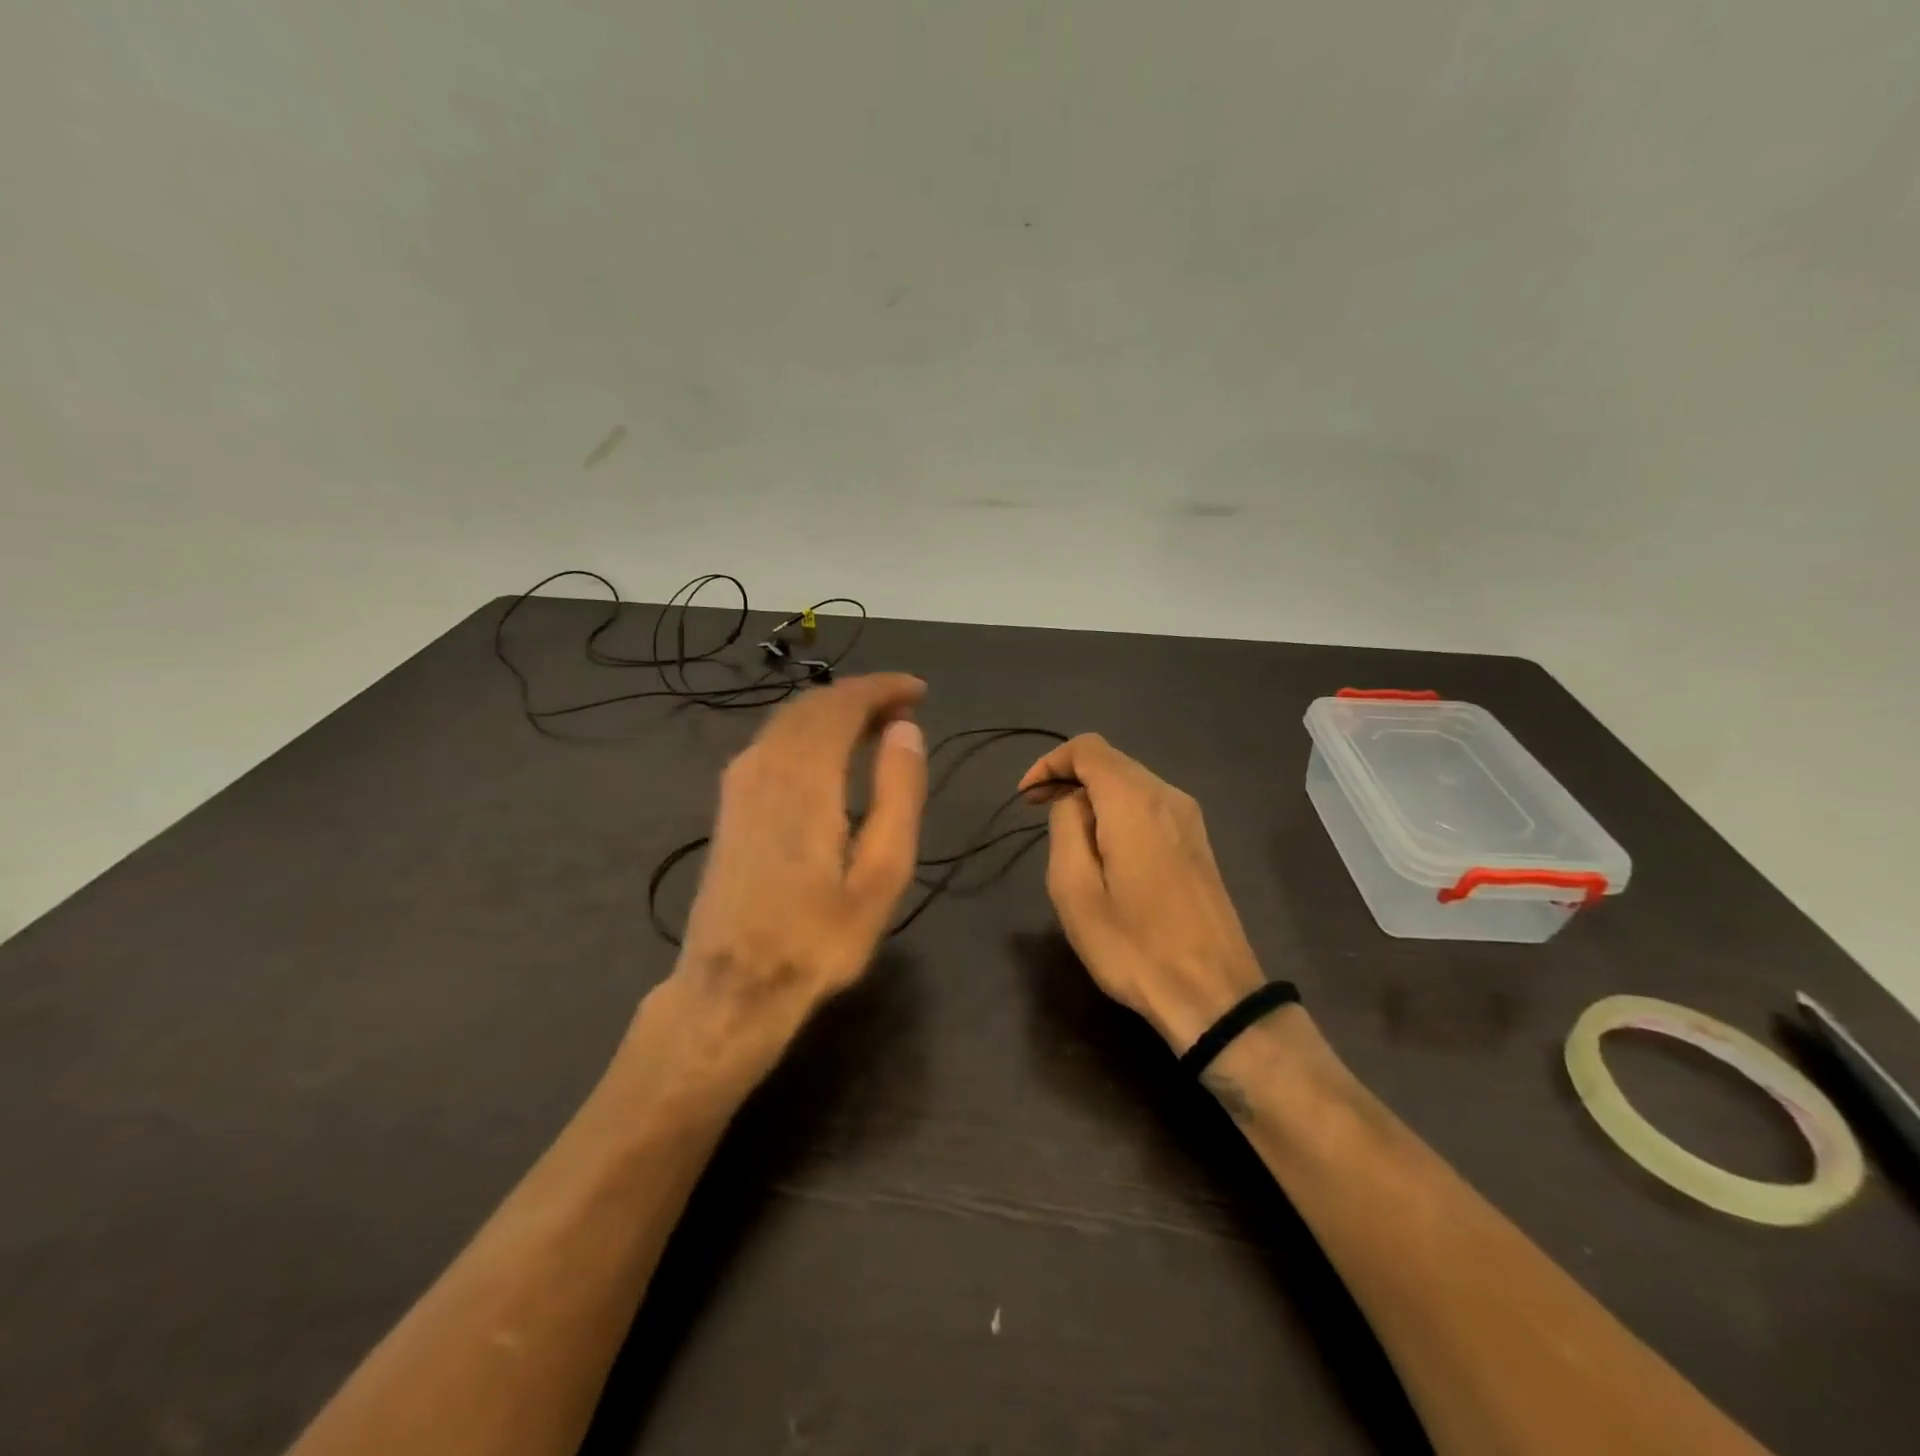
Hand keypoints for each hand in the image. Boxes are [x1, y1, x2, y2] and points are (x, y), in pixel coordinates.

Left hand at [635, 674, 927, 1095]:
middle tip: (904, 708)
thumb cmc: (818, 939)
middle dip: (861, 696)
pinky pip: (773, 742)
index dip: (882, 688)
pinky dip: (809, 731)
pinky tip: (831, 755)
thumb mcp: (881, 874)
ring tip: (877, 726)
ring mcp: (739, 784)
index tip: (919, 691)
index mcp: (804, 779)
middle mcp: (764, 766)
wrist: (732, 988)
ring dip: (834, 712)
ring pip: (789, 721)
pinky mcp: (730, 804)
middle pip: (813, 706)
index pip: (842, 704)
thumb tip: (905, 729)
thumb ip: (898, 794)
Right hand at [1020, 735, 1264, 1053]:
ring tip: (1066, 833)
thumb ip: (1066, 827)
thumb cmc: (1133, 946)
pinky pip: (1149, 805)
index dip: (1050, 762)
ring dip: (1093, 795)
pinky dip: (1118, 810)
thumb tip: (1073, 802)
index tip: (1026, 797)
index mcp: (1135, 802)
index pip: (1087, 748)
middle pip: (1111, 761)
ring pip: (1131, 782)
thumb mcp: (1075, 890)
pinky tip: (1105, 847)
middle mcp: (1167, 796)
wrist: (1213, 994)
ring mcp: (1189, 818)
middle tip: (1037, 811)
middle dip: (1069, 776)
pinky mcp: (1198, 841)